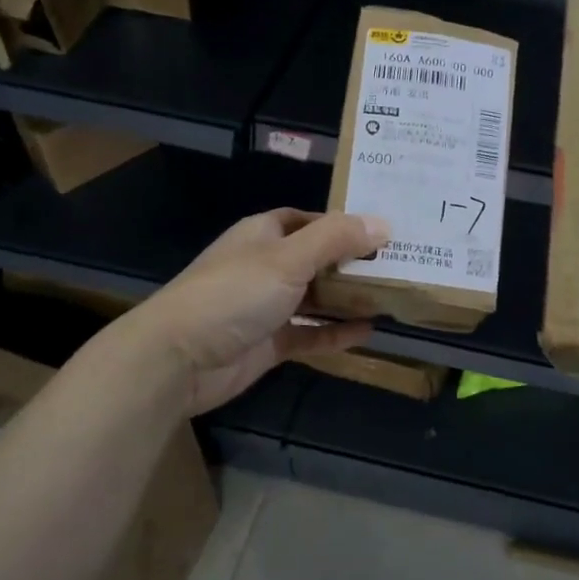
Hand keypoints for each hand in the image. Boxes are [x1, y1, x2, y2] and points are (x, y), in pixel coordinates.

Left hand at [122, 208, 390, 415]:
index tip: (383, 232)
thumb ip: (336, 239)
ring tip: (392, 296)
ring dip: (348, 298)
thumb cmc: (234, 294)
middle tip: (400, 265)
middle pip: (317, 259)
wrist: (178, 359)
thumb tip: (383, 224)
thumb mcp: (289, 258)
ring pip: (316, 298)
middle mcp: (266, 266)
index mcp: (264, 234)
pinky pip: (310, 333)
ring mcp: (266, 306)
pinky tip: (369, 331)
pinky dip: (335, 332)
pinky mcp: (269, 342)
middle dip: (353, 263)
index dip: (344, 224)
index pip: (310, 220)